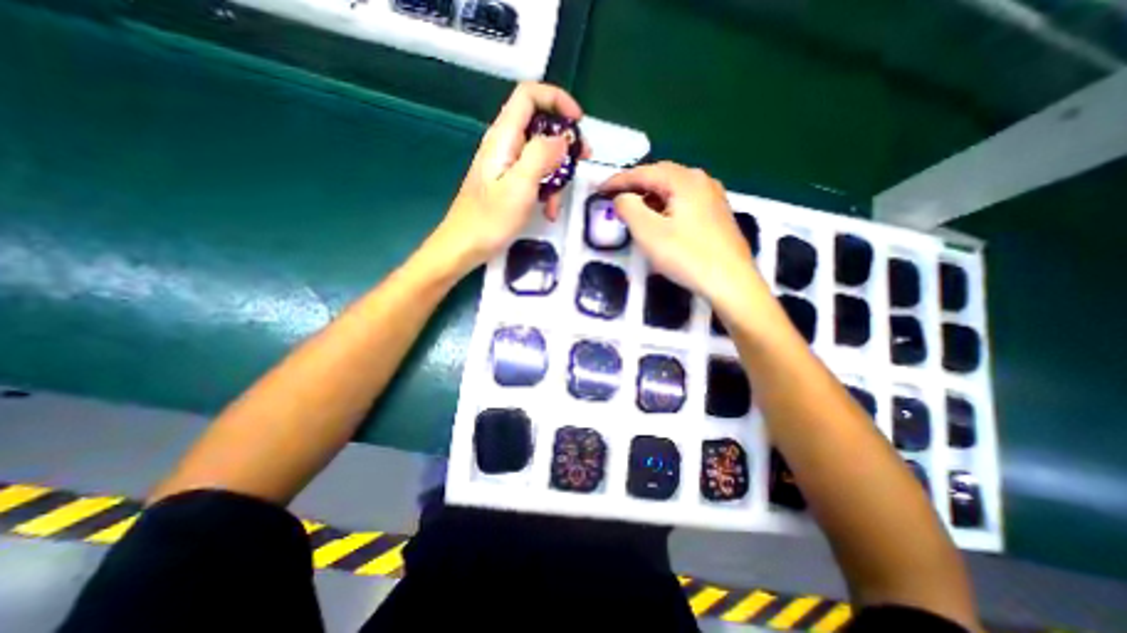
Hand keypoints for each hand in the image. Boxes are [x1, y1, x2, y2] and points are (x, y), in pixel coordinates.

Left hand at [433, 82, 586, 274]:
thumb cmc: (490, 220)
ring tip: (556, 204)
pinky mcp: (508, 183)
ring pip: (540, 155)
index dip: (557, 100)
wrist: (464, 246)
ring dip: (556, 175)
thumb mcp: (520, 186)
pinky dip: (546, 189)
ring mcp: (506, 165)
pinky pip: (534, 176)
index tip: (578, 123)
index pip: (529, 95)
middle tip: (582, 161)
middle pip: (540, 125)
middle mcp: (505, 145)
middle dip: (564, 143)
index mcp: (504, 137)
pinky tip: (548, 211)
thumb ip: (542, 155)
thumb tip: (562, 139)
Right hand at [599, 161, 765, 314]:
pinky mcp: (717, 214)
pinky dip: (665, 206)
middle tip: (614, 198)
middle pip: (660, 177)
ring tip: (634, 211)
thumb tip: (621, 198)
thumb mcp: (648, 232)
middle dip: (635, 187)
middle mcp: (701, 180)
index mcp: (684, 180)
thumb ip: (628, 208)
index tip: (599, 189)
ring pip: (673, 190)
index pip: (643, 172)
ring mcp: (713, 196)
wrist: (732, 282)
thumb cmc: (687, 256)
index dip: (618, 180)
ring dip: (650, 197)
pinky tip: (661, 221)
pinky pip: (684, 202)